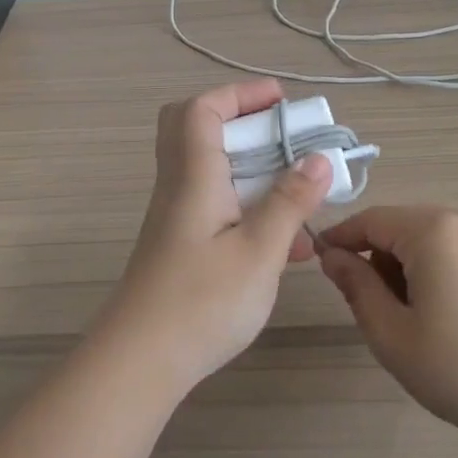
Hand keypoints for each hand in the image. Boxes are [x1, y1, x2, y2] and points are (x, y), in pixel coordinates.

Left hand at [96, 80, 331, 393]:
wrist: (139, 364)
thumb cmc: (201, 302)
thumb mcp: (259, 252)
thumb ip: (290, 202)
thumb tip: (318, 158)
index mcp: (193, 177)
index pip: (202, 109)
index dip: (240, 94)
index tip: (283, 102)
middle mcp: (179, 188)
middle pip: (196, 130)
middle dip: (243, 123)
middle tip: (283, 138)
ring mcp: (177, 218)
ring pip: (212, 170)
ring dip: (254, 170)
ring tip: (301, 194)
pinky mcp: (182, 245)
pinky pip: (218, 206)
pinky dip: (251, 207)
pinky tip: (287, 244)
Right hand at [318, 206, 457, 456]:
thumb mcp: (392, 335)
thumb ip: (356, 287)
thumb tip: (334, 256)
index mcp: (435, 231)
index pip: (372, 220)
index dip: (341, 238)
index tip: (319, 261)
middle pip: (404, 227)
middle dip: (379, 258)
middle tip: (372, 308)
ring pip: (434, 240)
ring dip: (410, 266)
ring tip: (413, 319)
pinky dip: (441, 271)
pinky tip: (449, 317)